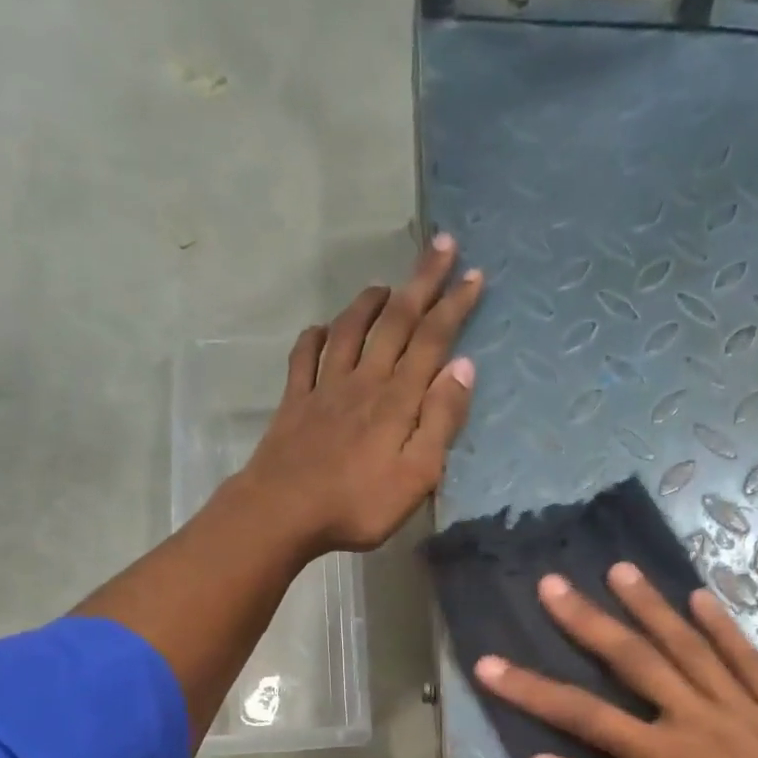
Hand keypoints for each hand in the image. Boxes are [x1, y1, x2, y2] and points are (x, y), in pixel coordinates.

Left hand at [239, 236, 482, 555]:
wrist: (284, 512)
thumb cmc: (358, 503)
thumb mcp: (417, 475)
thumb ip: (441, 421)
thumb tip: (463, 367)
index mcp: (397, 399)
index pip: (432, 340)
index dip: (454, 305)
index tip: (473, 274)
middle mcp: (364, 381)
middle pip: (396, 322)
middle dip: (421, 283)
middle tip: (440, 245)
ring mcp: (325, 388)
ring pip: (351, 331)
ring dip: (370, 303)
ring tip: (385, 284)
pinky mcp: (296, 403)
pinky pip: (305, 358)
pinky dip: (316, 337)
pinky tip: (321, 329)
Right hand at [473, 566, 757, 757]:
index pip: (582, 714)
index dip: (530, 689)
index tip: (490, 664)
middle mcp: (698, 718)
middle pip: (633, 660)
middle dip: (588, 621)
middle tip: (553, 584)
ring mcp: (743, 708)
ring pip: (688, 646)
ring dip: (650, 606)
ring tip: (619, 570)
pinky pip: (747, 658)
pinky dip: (722, 626)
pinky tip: (701, 597)